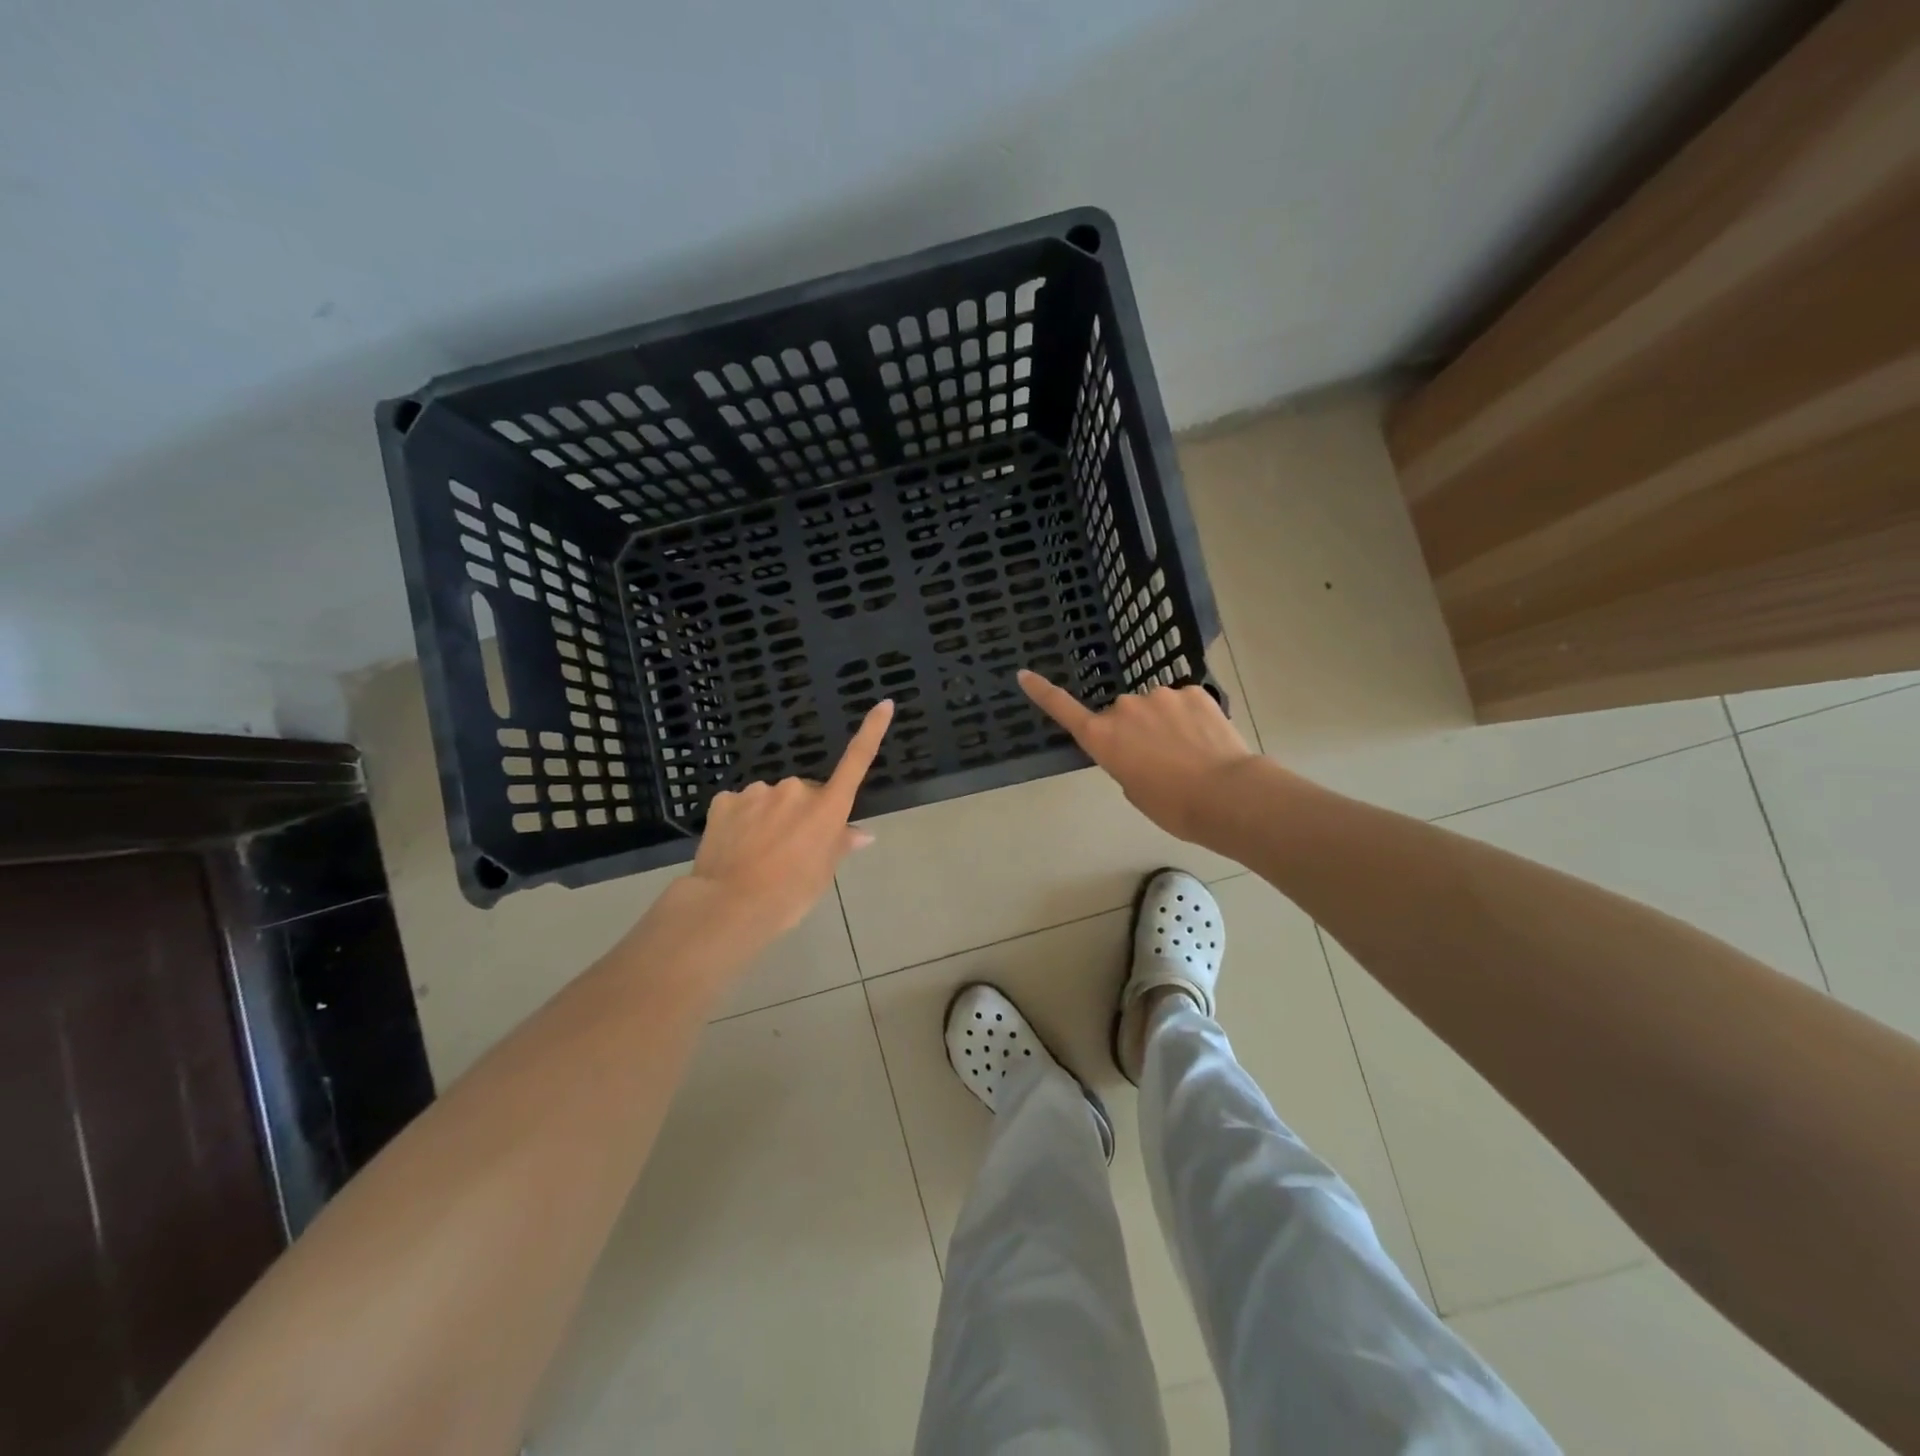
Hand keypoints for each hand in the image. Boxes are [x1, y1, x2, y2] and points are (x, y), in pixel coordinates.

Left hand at [687, 699, 893, 935]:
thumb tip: (861, 833)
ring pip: (772, 800)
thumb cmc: (789, 895)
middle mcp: (796, 790)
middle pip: (806, 795)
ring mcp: (758, 792)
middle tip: (792, 851)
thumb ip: (839, 846)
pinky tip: (736, 847)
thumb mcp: (822, 875)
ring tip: (759, 855)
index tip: (884, 703)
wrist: (728, 905)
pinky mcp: (725, 800)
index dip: (872, 732)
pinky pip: (741, 807)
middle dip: (802, 814)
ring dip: (771, 818)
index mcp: (827, 808)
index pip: (856, 762)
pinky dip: (742, 822)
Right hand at [1019, 670, 1255, 842]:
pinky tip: (1208, 740)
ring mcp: (1160, 695)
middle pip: (1121, 715)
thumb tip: (1139, 745)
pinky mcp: (1193, 691)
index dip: (1042, 692)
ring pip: (1155, 707)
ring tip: (1190, 754)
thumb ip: (1125, 761)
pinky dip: (1191, 718)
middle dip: (1134, 730)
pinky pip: (1183, 703)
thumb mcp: (1134, 789)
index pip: (1063, 709)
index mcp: (1103, 737)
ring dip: (1164, 723)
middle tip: (1159, 761)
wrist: (1226, 795)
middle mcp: (1124, 708)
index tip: (1024, 674)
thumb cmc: (1172, 806)